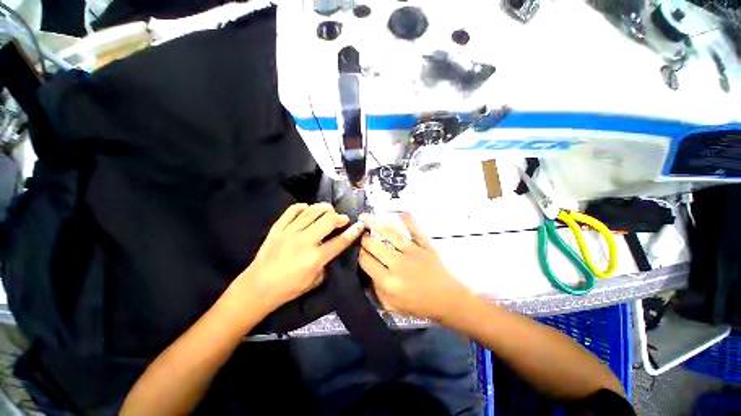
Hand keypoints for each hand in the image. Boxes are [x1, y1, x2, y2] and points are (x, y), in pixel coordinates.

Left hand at [230, 203, 365, 311]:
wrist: (257, 287)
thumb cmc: (288, 289)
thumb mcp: (314, 281)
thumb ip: (325, 264)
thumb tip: (329, 250)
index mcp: (316, 257)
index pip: (340, 241)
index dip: (353, 232)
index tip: (359, 225)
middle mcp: (305, 241)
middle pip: (328, 220)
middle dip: (340, 217)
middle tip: (342, 219)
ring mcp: (290, 232)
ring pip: (312, 211)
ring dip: (324, 208)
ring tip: (329, 210)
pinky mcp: (277, 228)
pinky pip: (291, 211)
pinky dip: (302, 207)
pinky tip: (307, 209)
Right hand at [358, 212, 474, 322]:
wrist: (449, 300)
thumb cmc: (421, 305)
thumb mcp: (394, 306)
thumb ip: (378, 291)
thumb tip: (369, 274)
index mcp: (388, 281)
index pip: (366, 261)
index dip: (360, 254)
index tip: (359, 250)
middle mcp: (397, 264)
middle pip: (374, 246)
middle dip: (365, 239)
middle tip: (363, 235)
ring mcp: (412, 252)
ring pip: (390, 234)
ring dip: (378, 225)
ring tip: (370, 220)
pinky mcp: (424, 246)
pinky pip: (415, 230)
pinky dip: (409, 219)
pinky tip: (402, 211)